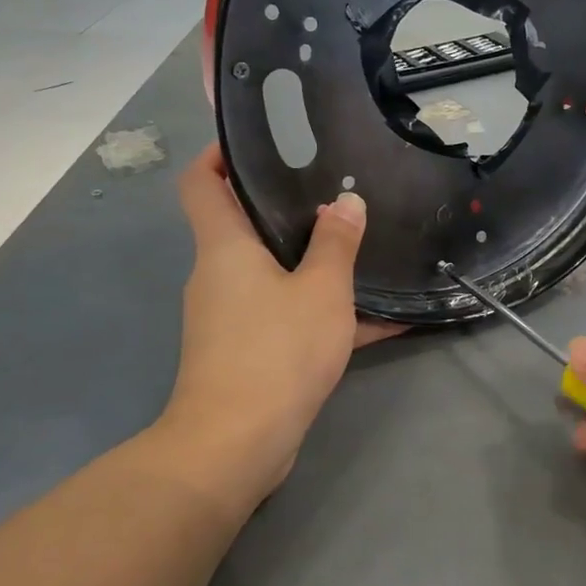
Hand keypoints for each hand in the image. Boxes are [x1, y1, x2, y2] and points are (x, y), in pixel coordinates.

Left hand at [168, 146, 395, 512]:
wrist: (236, 443)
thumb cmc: (276, 351)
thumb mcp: (321, 290)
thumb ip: (337, 243)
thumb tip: (346, 203)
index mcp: (225, 247)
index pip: (200, 182)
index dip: (219, 154)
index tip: (261, 142)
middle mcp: (219, 275)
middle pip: (244, 225)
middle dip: (287, 207)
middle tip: (337, 191)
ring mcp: (231, 316)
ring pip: (274, 274)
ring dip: (314, 263)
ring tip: (365, 248)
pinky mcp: (248, 351)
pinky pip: (289, 316)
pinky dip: (325, 313)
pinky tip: (385, 320)